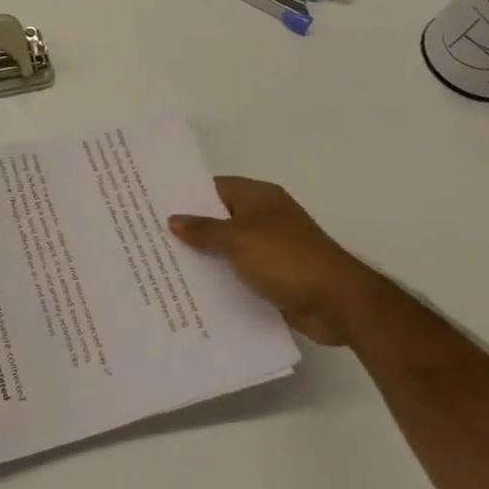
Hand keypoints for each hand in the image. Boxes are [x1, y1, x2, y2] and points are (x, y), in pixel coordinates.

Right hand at [169, 177, 379, 345]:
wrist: (337, 301)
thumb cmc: (285, 258)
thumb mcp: (237, 239)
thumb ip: (204, 229)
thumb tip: (174, 219)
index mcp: (258, 198)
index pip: (214, 188)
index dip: (186, 196)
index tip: (155, 205)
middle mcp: (264, 218)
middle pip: (219, 218)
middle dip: (190, 228)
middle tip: (151, 237)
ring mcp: (270, 248)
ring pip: (228, 248)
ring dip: (204, 257)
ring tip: (163, 265)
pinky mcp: (275, 276)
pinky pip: (240, 273)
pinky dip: (222, 279)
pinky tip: (194, 290)